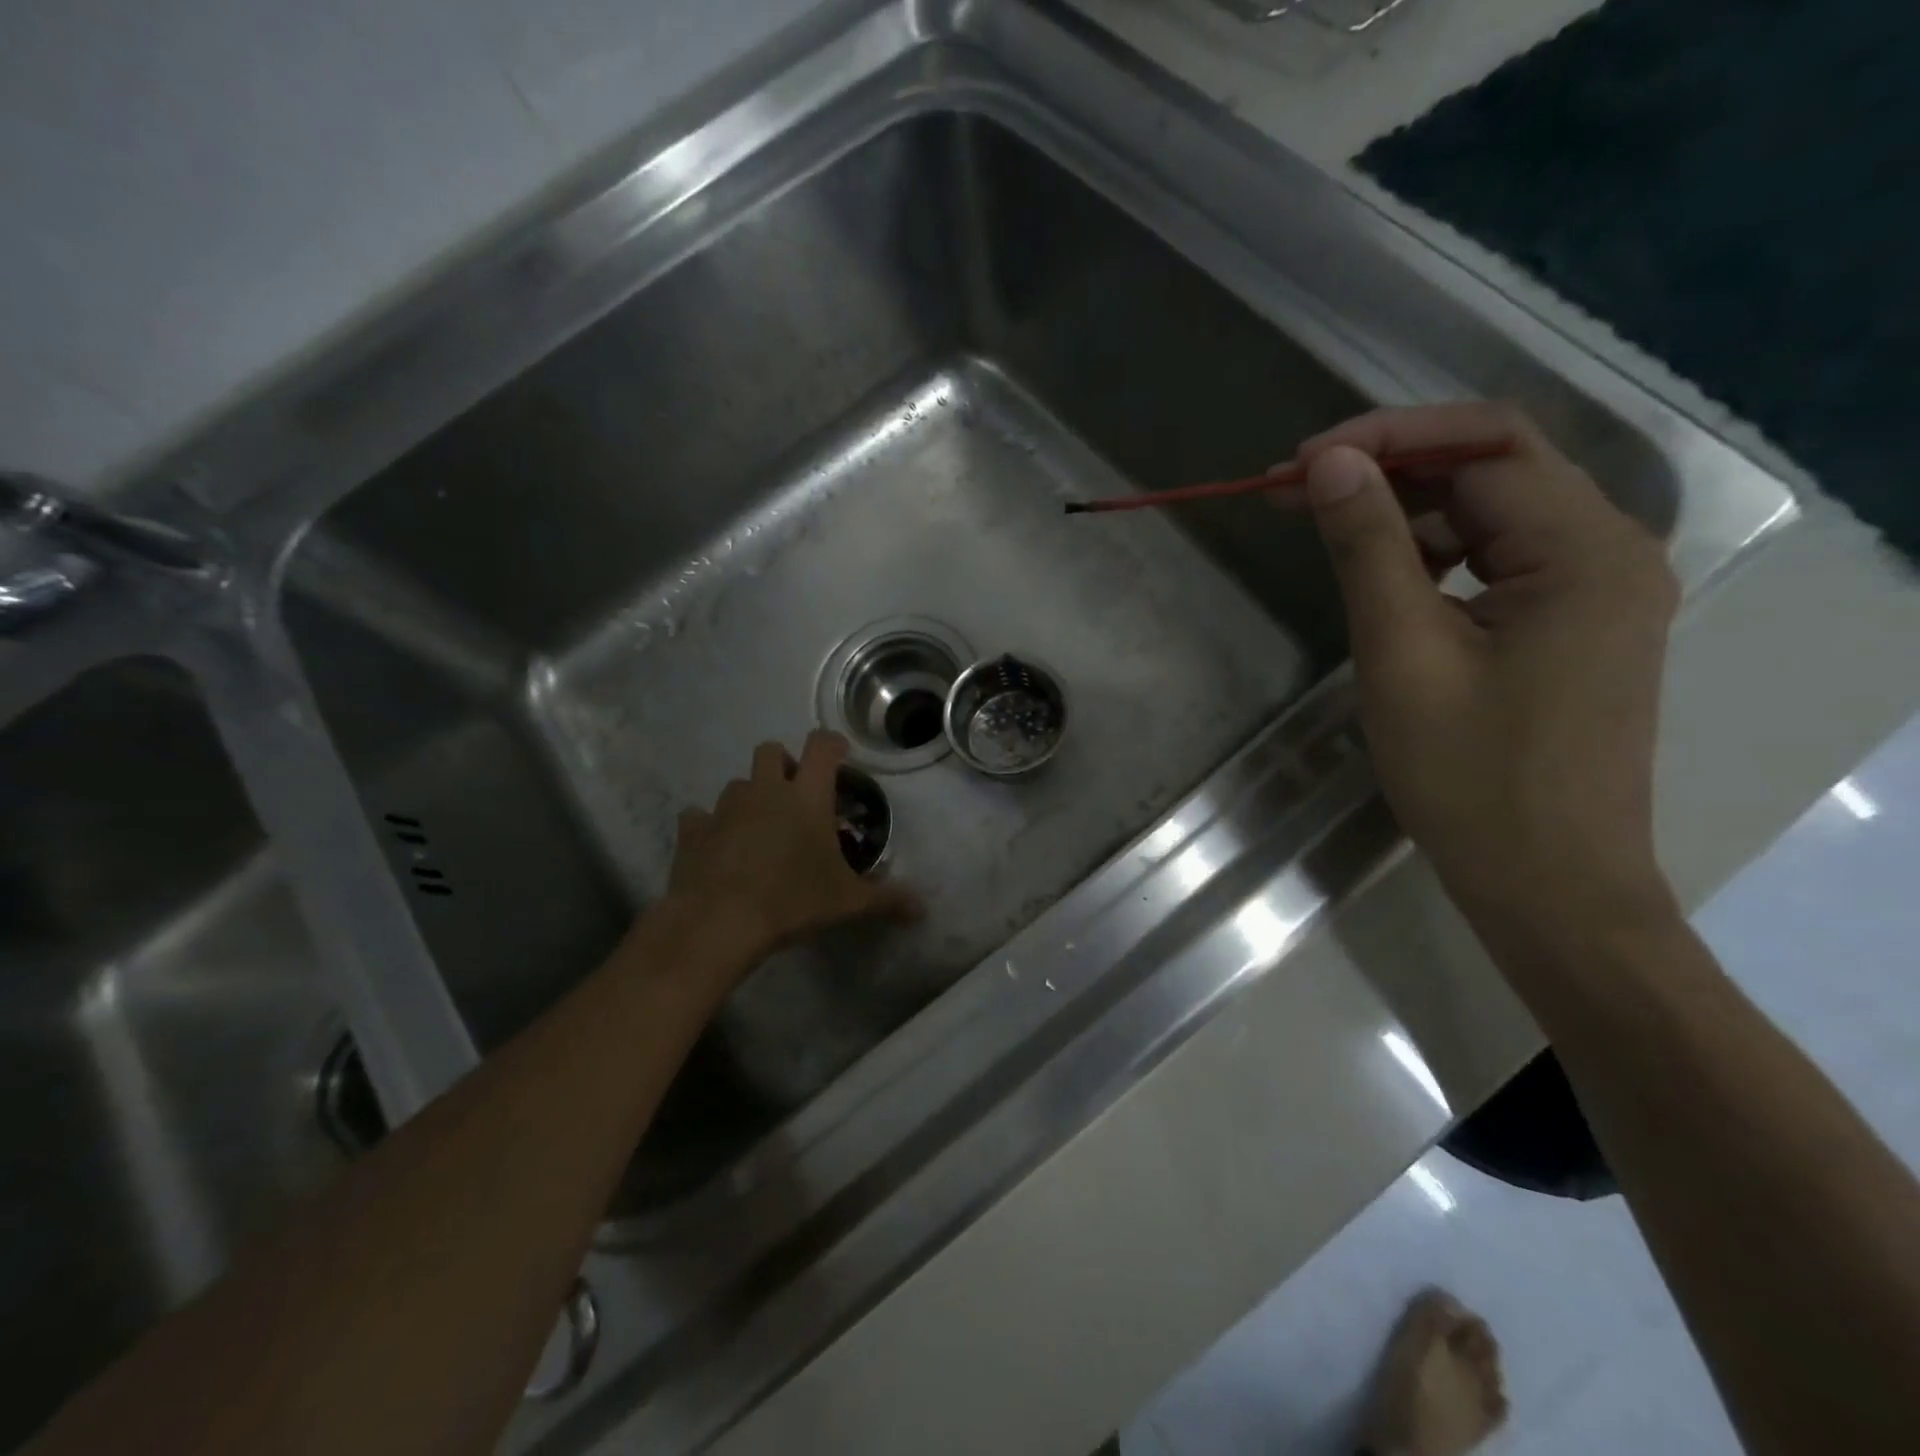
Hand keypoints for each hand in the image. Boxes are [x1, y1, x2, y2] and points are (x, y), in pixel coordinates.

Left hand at [666, 730, 920, 964]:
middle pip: (771, 750)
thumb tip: (922, 909)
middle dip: (784, 764)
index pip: (822, 746)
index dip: (833, 743)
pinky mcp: (693, 830)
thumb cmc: (792, 901)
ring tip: (760, 827)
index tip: (840, 756)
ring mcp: (725, 807)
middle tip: (796, 794)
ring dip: (751, 795)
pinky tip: (719, 847)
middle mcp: (765, 790)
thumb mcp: (847, 903)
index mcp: (807, 797)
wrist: (719, 921)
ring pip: (737, 783)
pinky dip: (710, 826)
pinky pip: (700, 816)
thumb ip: (886, 900)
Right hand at [1289, 402, 1680, 936]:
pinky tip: (1386, 575)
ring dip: (1407, 511)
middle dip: (1389, 469)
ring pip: (1492, 514)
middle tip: (1293, 490)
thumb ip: (1368, 546)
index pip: (1484, 446)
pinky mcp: (1573, 624)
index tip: (1298, 464)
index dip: (1385, 438)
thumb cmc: (1470, 776)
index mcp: (1584, 550)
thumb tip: (1327, 462)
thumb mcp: (1403, 652)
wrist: (1546, 883)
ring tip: (1327, 527)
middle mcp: (1608, 551)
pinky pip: (1499, 560)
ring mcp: (1597, 590)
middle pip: (1492, 471)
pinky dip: (1435, 554)